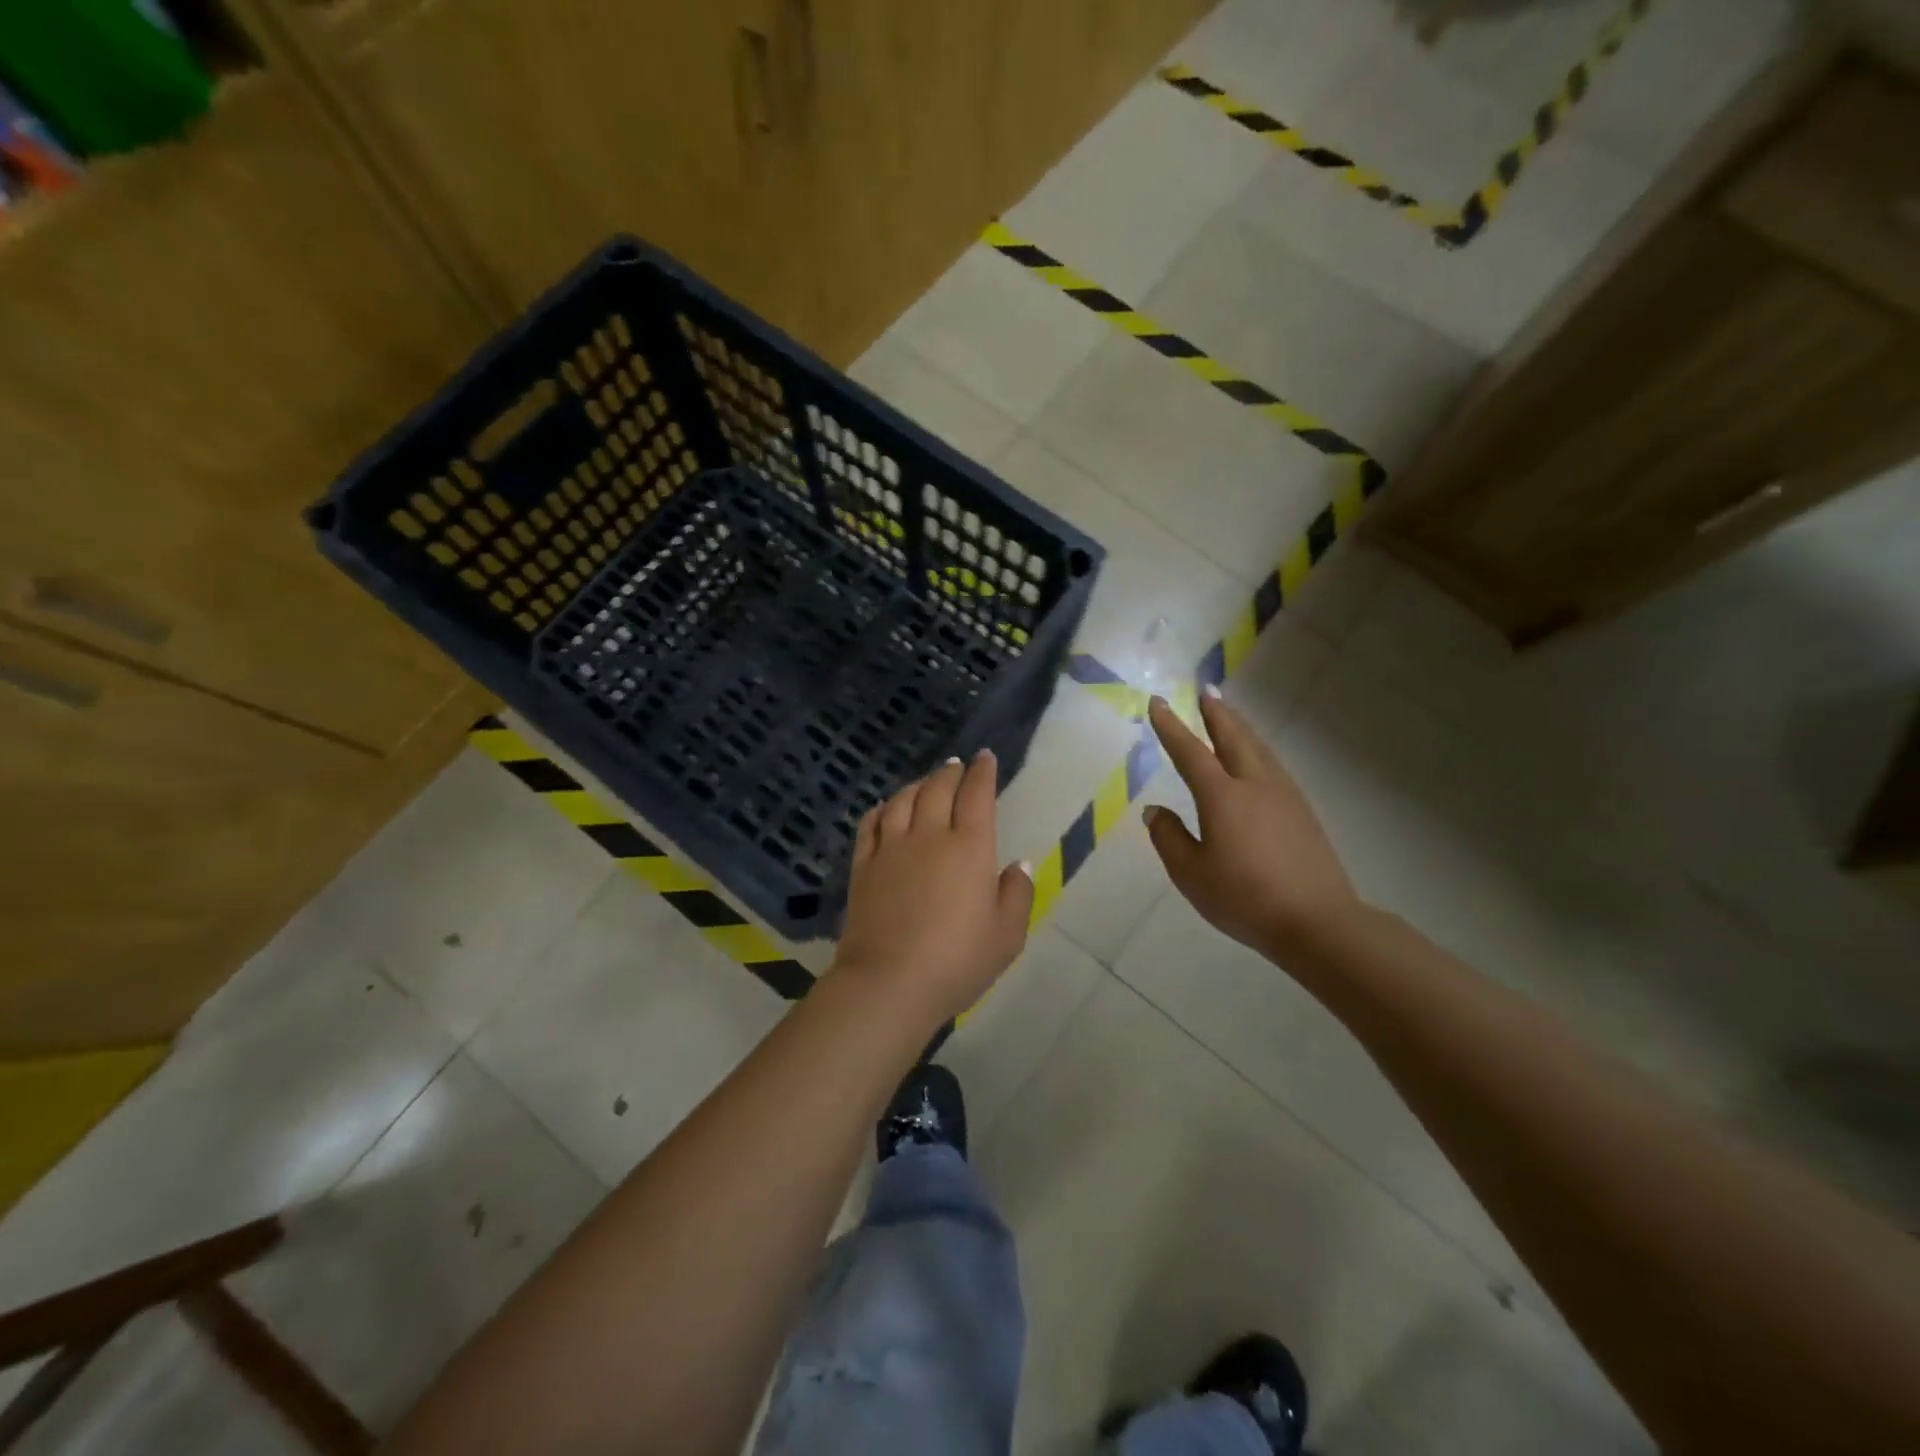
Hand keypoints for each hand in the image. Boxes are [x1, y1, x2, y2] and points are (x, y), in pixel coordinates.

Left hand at [832, 750, 1033, 1027]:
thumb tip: (1018, 864)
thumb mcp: (1007, 935)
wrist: (889, 982)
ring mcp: (891, 848)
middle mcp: (929, 836)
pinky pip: (870, 824)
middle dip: (950, 772)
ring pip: (902, 800)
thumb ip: (1017, 894)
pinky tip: (884, 808)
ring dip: (917, 784)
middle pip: (938, 789)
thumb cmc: (957, 961)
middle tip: (956, 765)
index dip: (982, 772)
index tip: (985, 757)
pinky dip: (880, 809)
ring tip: (925, 782)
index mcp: (970, 848)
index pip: (977, 795)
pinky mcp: (863, 866)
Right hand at [1144, 691, 1362, 960]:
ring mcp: (1284, 796)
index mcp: (1222, 796)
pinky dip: (1258, 749)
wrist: (1317, 921)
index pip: (1189, 752)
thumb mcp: (1191, 874)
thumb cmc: (1245, 898)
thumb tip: (1155, 811)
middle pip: (1233, 737)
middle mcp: (1254, 785)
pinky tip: (1258, 759)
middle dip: (1216, 713)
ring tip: (1229, 714)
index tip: (1158, 702)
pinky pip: (1274, 765)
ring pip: (1259, 748)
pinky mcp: (1303, 812)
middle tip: (1206, 691)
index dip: (1171, 726)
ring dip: (1240, 727)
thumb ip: (1169, 838)